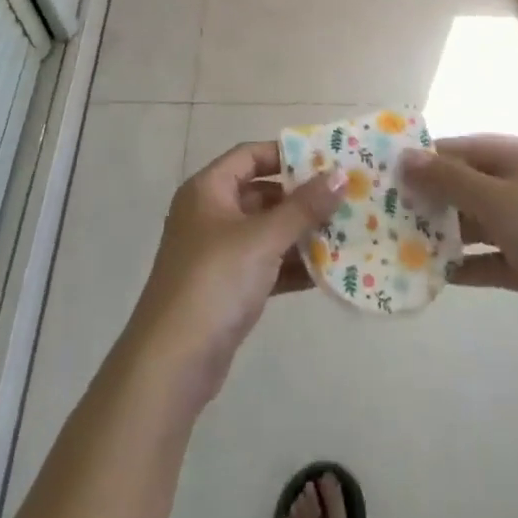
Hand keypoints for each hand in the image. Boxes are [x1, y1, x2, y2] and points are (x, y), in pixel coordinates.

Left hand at [124, 142, 344, 407]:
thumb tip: (341, 175)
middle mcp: (210, 214)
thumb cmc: (215, 281)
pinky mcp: (227, 289)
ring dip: (301, 234)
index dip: (286, 154)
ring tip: (346, 233)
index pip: (249, 155)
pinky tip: (328, 272)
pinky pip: (265, 265)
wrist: (172, 364)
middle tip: (344, 198)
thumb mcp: (263, 238)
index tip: (326, 159)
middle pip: (261, 193)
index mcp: (208, 190)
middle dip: (301, 198)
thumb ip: (304, 207)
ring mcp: (217, 253)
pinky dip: (291, 266)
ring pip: (266, 232)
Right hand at [402, 134, 517, 351]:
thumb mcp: (498, 200)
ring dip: (446, 232)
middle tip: (389, 211)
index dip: (427, 158)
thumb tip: (405, 156)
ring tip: (403, 242)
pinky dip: (468, 264)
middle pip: (468, 183)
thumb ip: (449, 179)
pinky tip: (436, 275)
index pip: (463, 148)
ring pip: (478, 221)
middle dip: (432, 197)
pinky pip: (492, 256)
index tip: (388, 173)